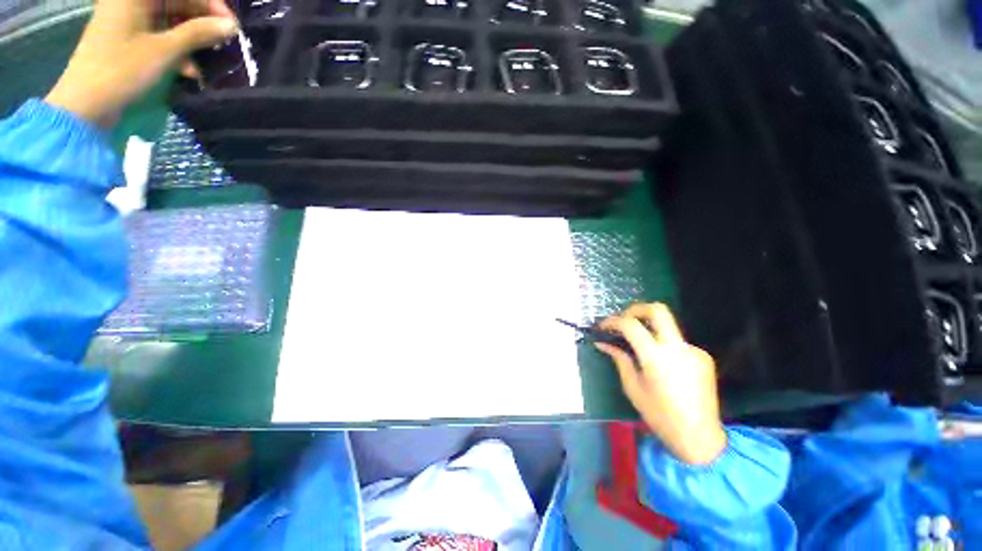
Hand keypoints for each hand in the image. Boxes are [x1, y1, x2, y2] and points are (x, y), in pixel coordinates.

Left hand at [45, 0, 238, 126]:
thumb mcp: (165, 51)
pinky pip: (161, 37)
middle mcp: (131, 2)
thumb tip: (231, 26)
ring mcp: (129, 22)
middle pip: (176, 3)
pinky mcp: (129, 41)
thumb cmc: (122, 71)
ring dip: (192, 40)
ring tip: (208, 60)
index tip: (231, 24)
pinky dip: (178, 50)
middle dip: (202, 23)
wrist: (87, 105)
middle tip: (224, 42)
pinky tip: (189, 69)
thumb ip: (199, 34)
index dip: (210, 4)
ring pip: (171, 22)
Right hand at [597, 303, 726, 464]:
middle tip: (623, 319)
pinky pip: (678, 343)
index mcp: (656, 357)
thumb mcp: (632, 387)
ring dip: (651, 331)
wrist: (700, 438)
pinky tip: (663, 365)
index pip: (630, 325)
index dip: (612, 321)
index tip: (602, 326)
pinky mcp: (704, 357)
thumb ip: (619, 359)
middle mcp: (678, 348)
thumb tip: (603, 343)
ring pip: (668, 327)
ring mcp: (694, 351)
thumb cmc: (660, 415)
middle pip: (658, 310)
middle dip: (636, 309)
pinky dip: (665, 346)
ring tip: (641, 349)